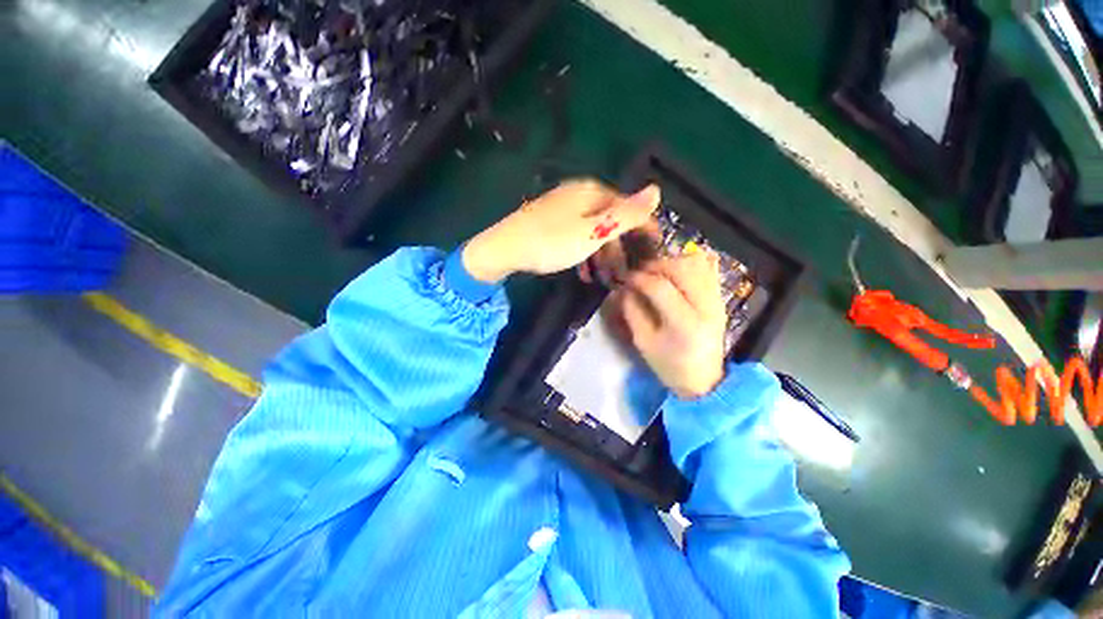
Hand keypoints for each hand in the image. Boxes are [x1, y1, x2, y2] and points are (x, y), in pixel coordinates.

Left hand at [462, 180, 660, 282]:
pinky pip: (576, 236)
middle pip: (609, 220)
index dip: (644, 227)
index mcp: (592, 192)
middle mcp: (578, 194)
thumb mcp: (593, 232)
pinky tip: (583, 272)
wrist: (504, 249)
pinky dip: (584, 254)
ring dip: (602, 256)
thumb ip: (625, 215)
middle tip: (626, 273)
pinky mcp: (549, 222)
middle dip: (620, 249)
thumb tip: (656, 189)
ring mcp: (562, 208)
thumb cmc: (551, 242)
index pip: (628, 206)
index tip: (654, 249)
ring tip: (606, 279)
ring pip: (592, 231)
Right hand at [613, 252, 726, 398]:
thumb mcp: (643, 342)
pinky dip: (690, 264)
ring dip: (671, 262)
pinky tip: (675, 272)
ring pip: (696, 264)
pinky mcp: (719, 298)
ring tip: (656, 273)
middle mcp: (705, 306)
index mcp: (684, 324)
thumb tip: (623, 288)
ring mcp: (716, 300)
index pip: (660, 287)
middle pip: (681, 268)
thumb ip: (632, 312)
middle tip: (640, 273)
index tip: (625, 279)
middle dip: (655, 265)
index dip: (639, 278)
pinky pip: (708, 268)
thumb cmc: (670, 365)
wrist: (705, 379)